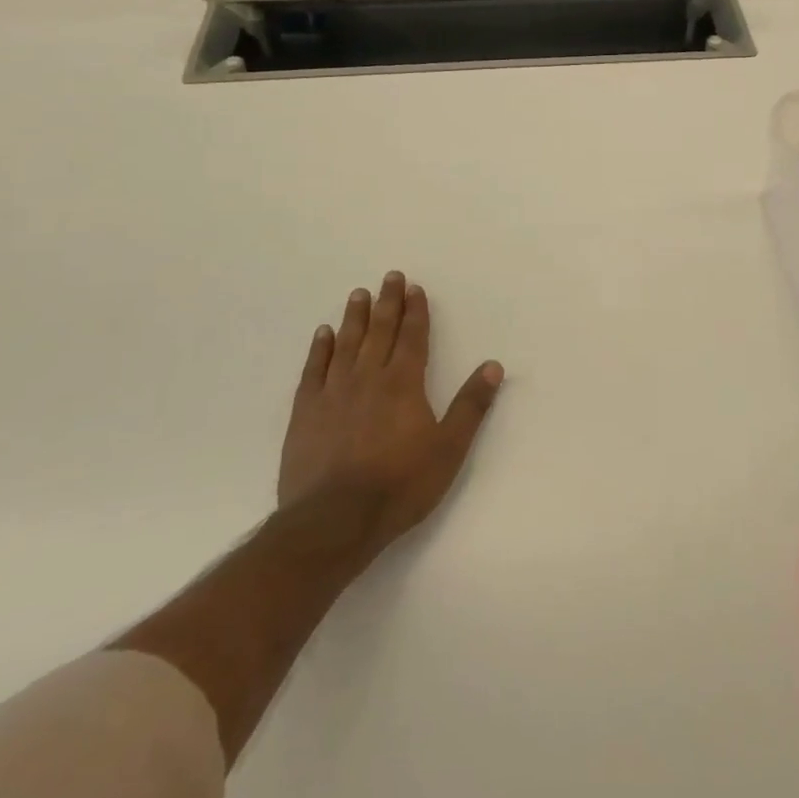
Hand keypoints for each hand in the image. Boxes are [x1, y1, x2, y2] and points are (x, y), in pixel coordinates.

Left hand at [279, 272, 504, 548]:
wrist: (334, 521)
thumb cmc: (400, 485)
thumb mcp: (449, 449)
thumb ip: (471, 405)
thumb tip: (493, 366)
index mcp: (404, 384)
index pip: (412, 337)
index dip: (416, 312)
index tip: (415, 288)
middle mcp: (368, 378)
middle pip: (380, 332)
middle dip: (388, 303)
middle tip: (390, 276)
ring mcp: (333, 393)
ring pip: (346, 344)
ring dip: (354, 317)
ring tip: (358, 294)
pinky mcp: (306, 413)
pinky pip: (314, 370)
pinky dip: (320, 349)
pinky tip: (323, 334)